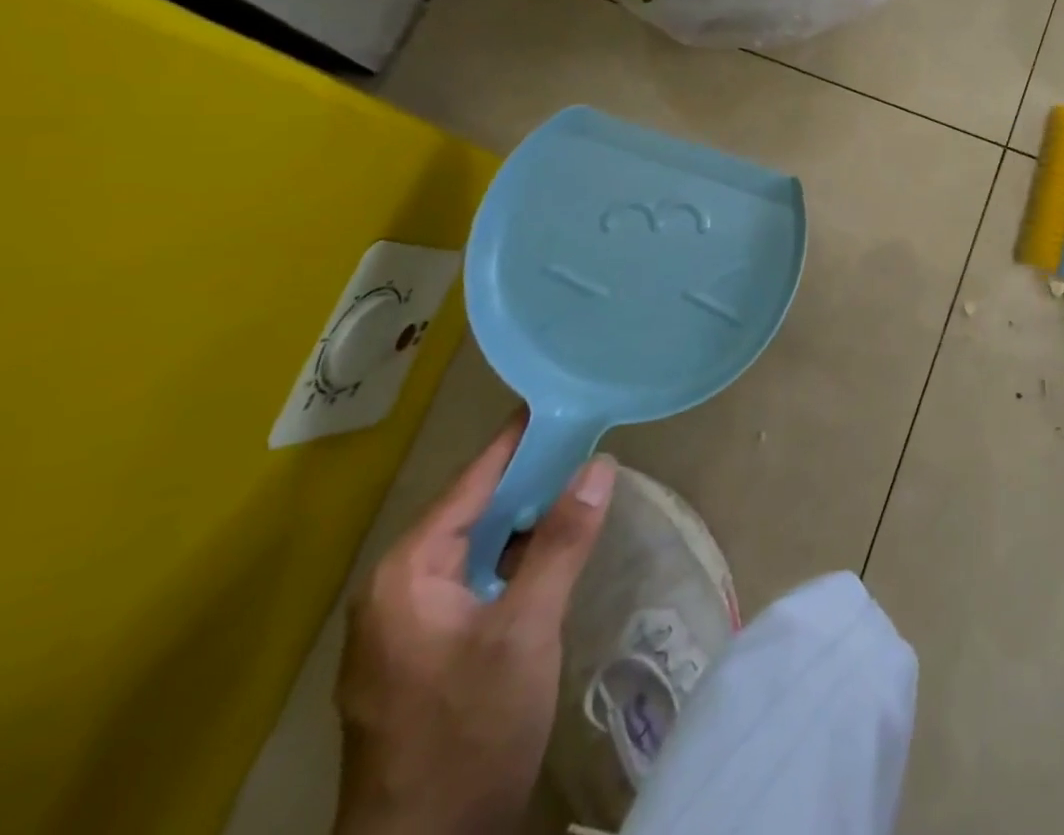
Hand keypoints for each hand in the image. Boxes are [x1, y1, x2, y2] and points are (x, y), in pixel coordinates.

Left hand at [333, 420, 614, 834]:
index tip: (561, 399)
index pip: (471, 482)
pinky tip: (552, 549)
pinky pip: (475, 578)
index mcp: (406, 574)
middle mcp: (396, 590)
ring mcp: (407, 624)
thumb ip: (561, 542)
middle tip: (587, 438)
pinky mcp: (426, 651)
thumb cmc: (469, 731)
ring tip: (579, 480)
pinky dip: (514, 555)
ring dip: (525, 516)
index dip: (518, 440)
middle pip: (472, 511)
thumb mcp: (526, 631)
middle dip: (529, 476)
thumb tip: (599, 465)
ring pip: (475, 546)